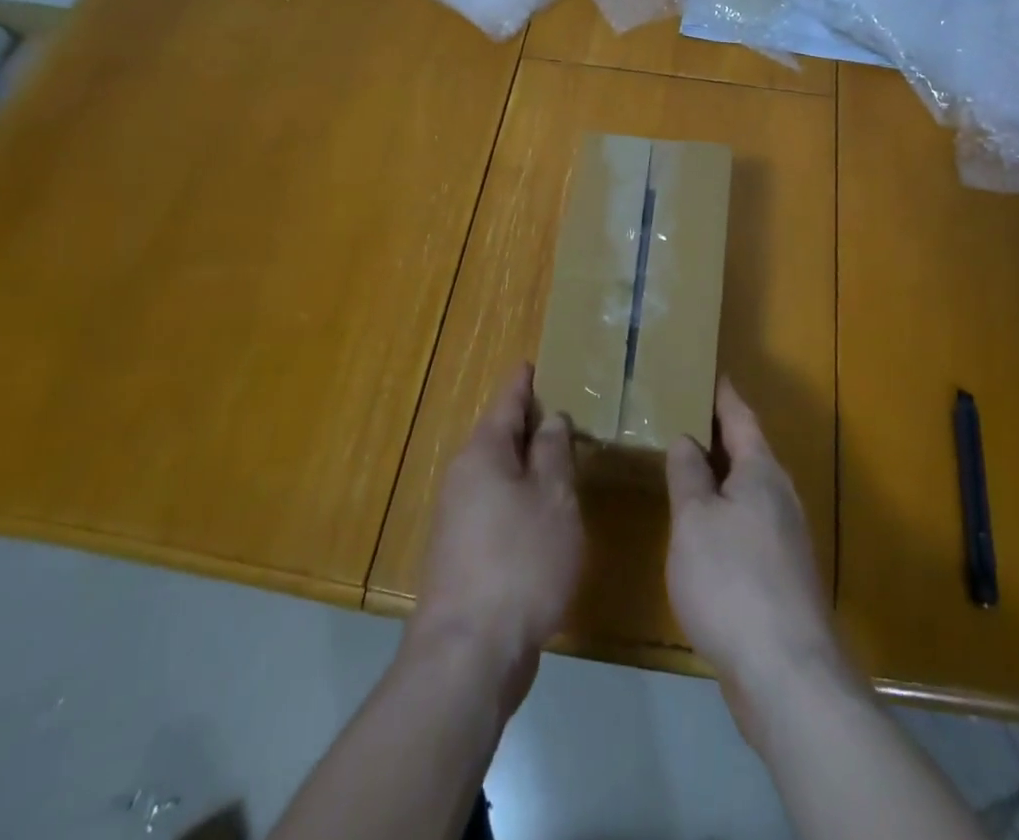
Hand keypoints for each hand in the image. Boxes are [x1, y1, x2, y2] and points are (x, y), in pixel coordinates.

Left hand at [410, 363, 582, 714]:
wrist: (469, 654)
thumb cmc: (520, 562)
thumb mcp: (553, 500)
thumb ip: (554, 453)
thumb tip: (550, 420)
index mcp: (483, 454)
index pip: (506, 402)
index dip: (523, 383)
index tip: (533, 363)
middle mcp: (463, 478)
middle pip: (498, 437)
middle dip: (527, 423)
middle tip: (561, 409)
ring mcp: (458, 519)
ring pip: (497, 474)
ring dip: (525, 463)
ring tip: (559, 456)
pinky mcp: (462, 555)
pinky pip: (495, 505)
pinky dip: (519, 496)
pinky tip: (542, 511)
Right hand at [666, 378, 850, 738]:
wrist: (787, 673)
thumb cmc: (732, 581)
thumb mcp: (694, 520)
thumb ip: (688, 474)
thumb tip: (687, 439)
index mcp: (760, 471)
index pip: (740, 416)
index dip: (723, 393)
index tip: (709, 371)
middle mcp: (779, 495)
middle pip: (748, 451)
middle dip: (719, 434)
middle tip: (682, 416)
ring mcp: (785, 536)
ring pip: (748, 490)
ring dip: (721, 476)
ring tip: (686, 467)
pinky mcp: (780, 574)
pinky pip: (747, 523)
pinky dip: (724, 512)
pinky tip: (703, 528)